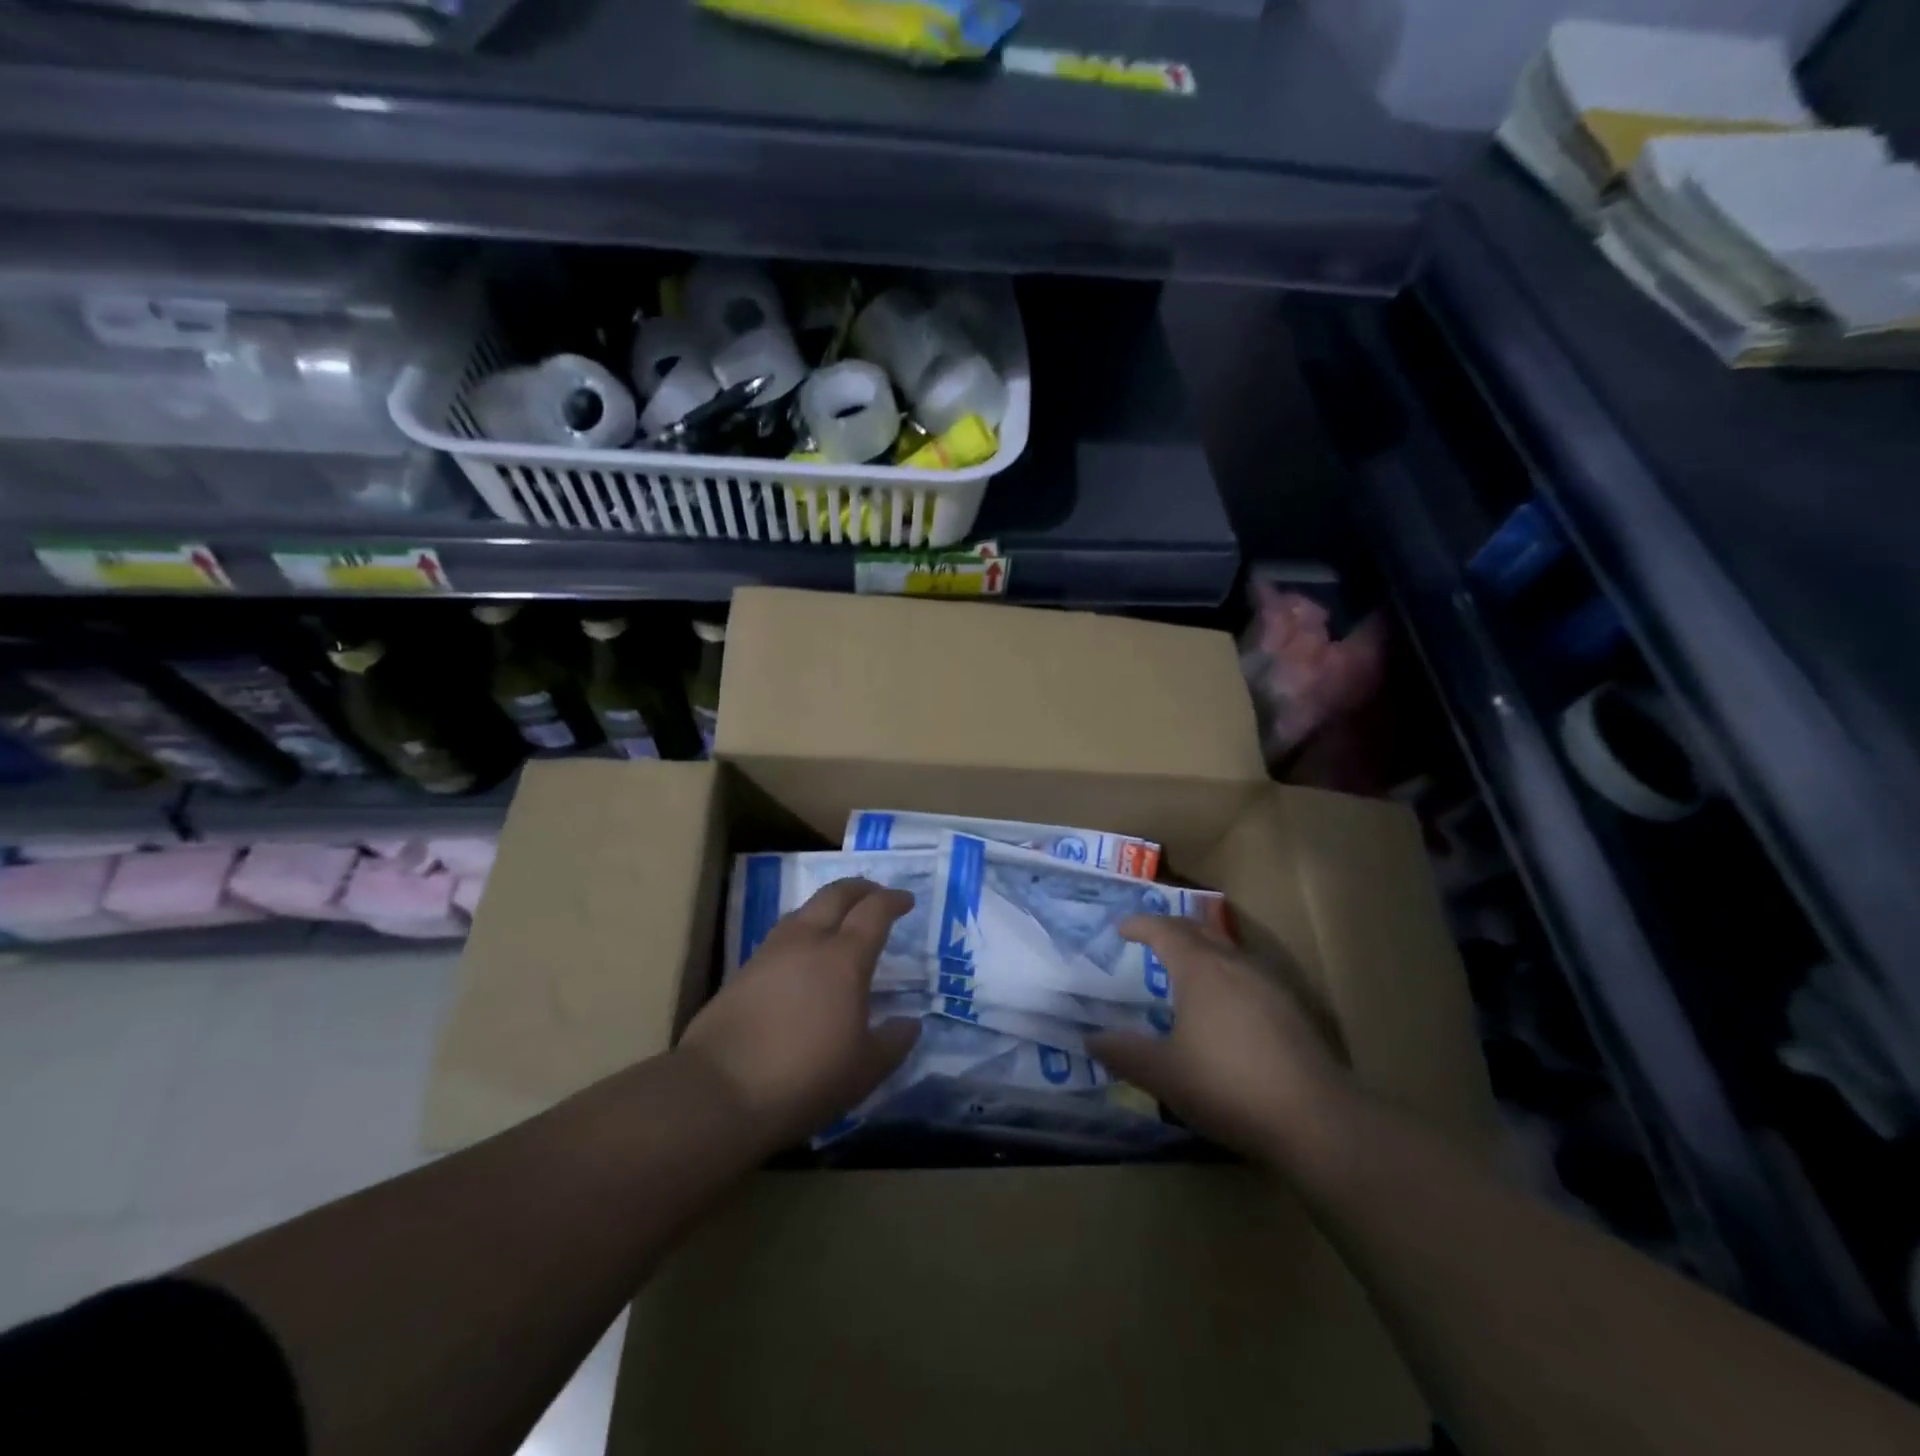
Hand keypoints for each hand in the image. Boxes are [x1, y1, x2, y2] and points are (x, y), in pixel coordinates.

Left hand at [677, 878, 920, 1150]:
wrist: (718, 1091)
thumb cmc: (803, 1078)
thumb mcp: (864, 1071)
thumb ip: (893, 1042)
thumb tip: (911, 1023)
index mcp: (844, 958)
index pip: (874, 911)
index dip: (893, 901)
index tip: (906, 901)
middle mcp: (808, 941)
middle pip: (836, 894)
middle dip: (860, 888)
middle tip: (876, 895)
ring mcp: (771, 952)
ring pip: (805, 909)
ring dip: (828, 906)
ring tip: (839, 921)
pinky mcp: (744, 969)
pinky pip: (782, 934)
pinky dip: (803, 930)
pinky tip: (803, 955)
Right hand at [1088, 916, 1350, 1163]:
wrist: (1314, 1118)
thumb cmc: (1227, 1085)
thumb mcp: (1163, 1074)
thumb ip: (1124, 1053)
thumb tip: (1092, 1039)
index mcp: (1200, 969)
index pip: (1164, 930)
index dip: (1140, 925)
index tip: (1122, 928)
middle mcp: (1234, 964)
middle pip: (1199, 930)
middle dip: (1172, 928)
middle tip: (1151, 937)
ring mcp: (1269, 984)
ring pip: (1228, 950)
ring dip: (1202, 949)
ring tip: (1186, 968)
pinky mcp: (1292, 1009)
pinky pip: (1248, 974)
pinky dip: (1226, 974)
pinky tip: (1226, 1005)